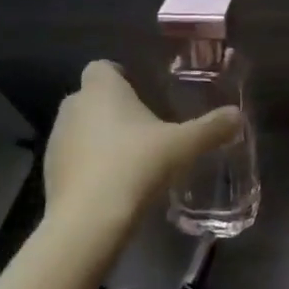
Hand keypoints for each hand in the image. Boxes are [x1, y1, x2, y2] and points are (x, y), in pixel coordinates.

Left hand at [41, 62, 240, 228]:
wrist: (88, 221)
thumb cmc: (136, 166)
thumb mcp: (183, 146)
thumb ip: (211, 128)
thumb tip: (238, 115)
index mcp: (102, 89)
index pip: (103, 67)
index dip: (121, 76)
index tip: (143, 94)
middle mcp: (73, 107)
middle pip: (92, 97)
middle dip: (114, 108)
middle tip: (145, 127)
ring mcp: (57, 140)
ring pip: (81, 128)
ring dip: (100, 137)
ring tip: (131, 158)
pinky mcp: (50, 172)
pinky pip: (73, 158)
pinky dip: (89, 164)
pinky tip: (113, 184)